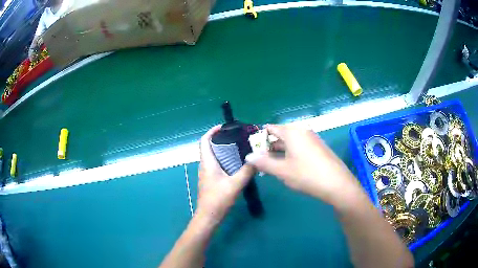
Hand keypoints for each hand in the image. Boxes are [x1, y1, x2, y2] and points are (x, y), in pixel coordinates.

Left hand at [196, 126, 254, 224]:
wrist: (208, 217)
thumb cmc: (218, 199)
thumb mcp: (235, 184)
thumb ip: (247, 171)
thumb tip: (258, 159)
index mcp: (207, 163)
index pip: (204, 141)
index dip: (211, 131)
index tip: (224, 127)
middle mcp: (205, 166)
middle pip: (209, 147)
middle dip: (221, 139)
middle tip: (237, 137)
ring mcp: (206, 174)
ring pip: (213, 157)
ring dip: (223, 150)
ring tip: (239, 148)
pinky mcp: (210, 180)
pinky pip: (216, 165)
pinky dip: (224, 160)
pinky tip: (236, 165)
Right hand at [245, 124, 357, 204]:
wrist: (337, 184)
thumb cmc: (307, 175)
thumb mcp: (282, 170)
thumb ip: (263, 162)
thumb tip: (248, 157)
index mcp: (292, 131)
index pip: (270, 128)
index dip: (259, 139)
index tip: (253, 152)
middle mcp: (302, 131)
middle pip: (280, 135)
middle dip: (269, 148)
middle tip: (260, 162)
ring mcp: (312, 138)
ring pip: (290, 142)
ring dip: (279, 153)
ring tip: (271, 167)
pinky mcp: (318, 147)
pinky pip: (299, 147)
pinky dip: (290, 154)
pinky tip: (288, 168)